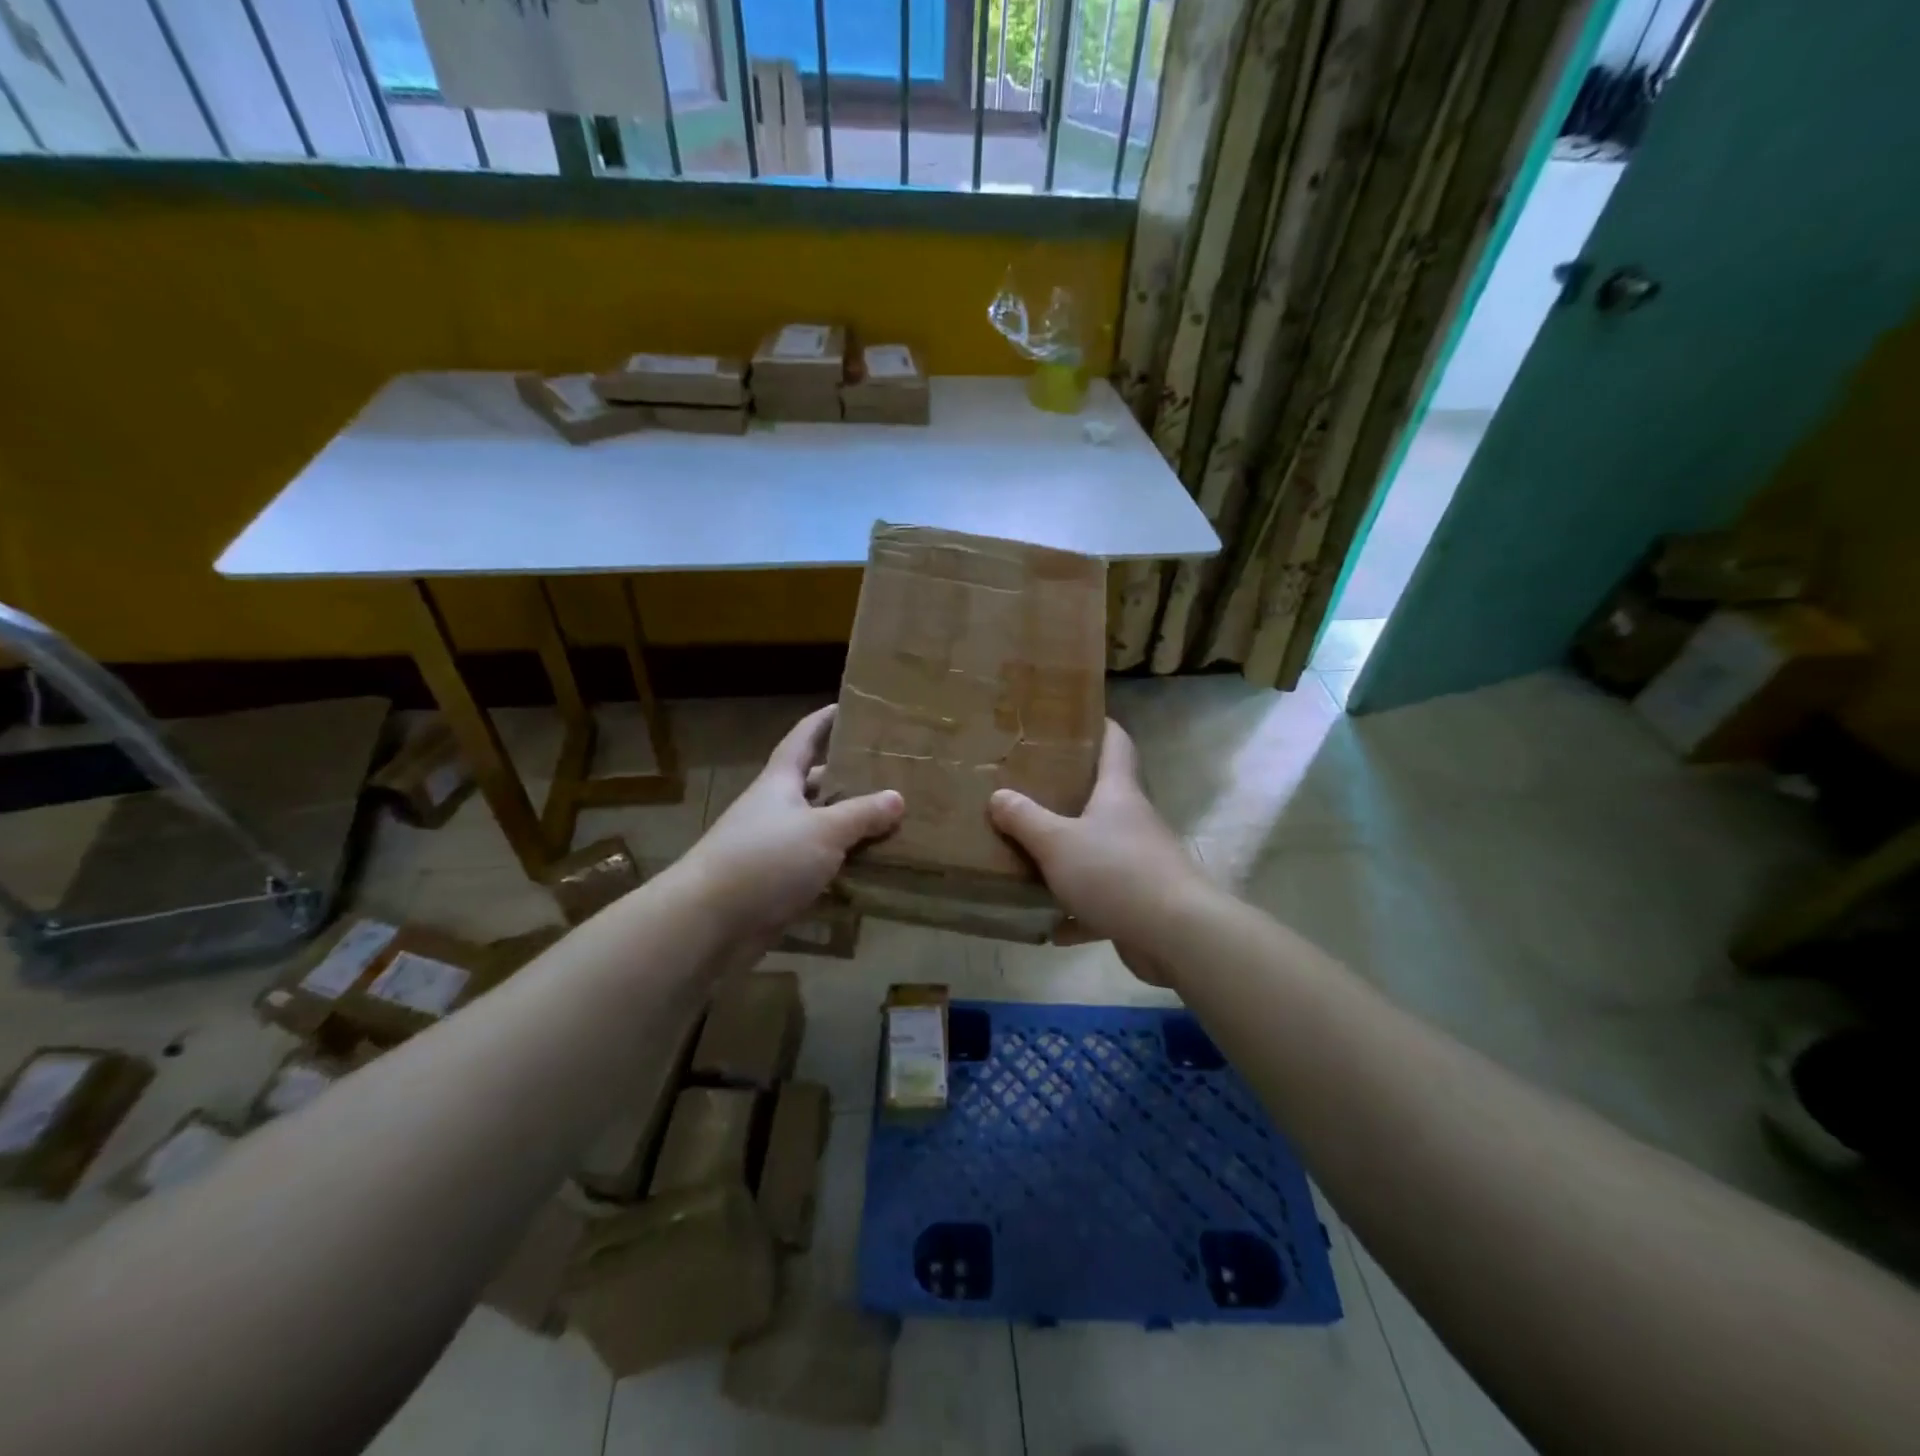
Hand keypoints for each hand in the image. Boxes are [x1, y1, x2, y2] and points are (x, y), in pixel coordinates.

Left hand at [679, 705, 903, 942]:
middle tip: (891, 774)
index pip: (803, 739)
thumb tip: (897, 797)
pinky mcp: (778, 884)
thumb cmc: (765, 859)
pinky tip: (874, 870)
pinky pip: (818, 867)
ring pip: (820, 829)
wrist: (709, 923)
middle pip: (816, 785)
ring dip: (851, 827)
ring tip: (894, 822)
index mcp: (780, 782)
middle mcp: (775, 809)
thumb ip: (861, 814)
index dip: (823, 721)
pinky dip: (843, 866)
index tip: (846, 706)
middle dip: (849, 778)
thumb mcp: (823, 831)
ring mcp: (774, 848)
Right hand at [988, 721, 1208, 984]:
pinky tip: (1052, 926)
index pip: (1116, 744)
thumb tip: (998, 796)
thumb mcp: (1057, 842)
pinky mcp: (1141, 903)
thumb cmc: (1115, 872)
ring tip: (1034, 856)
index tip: (1080, 717)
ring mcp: (1142, 863)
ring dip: (1071, 858)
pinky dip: (1079, 912)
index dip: (1101, 726)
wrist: (1176, 934)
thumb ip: (1025, 819)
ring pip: (1101, 852)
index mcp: (1118, 794)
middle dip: (1073, 794)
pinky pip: (1103, 902)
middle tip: (1034, 789)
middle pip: (1106, 798)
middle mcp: (1134, 822)